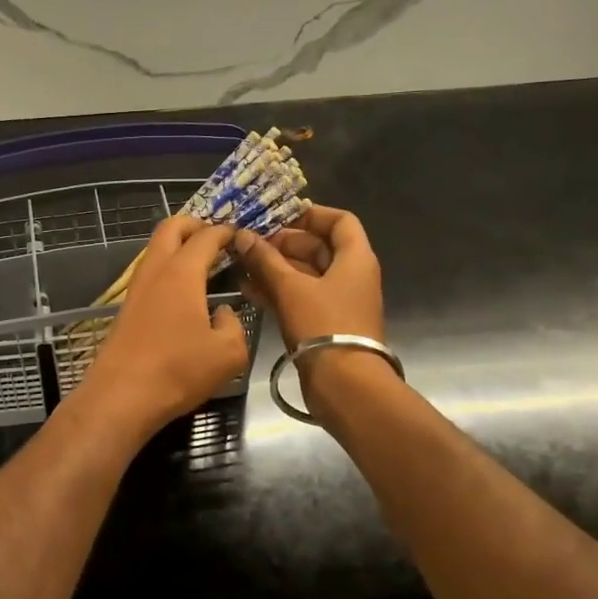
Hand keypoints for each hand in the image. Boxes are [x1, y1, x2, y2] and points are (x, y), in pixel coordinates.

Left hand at [74, 217, 251, 442]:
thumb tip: (224, 314)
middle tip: (216, 239)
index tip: (241, 235)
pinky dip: (168, 271)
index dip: (226, 232)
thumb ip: (235, 325)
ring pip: (155, 251)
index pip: (206, 236)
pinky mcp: (126, 309)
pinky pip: (150, 275)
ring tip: (203, 266)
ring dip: (178, 248)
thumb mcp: (228, 353)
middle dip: (194, 225)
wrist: (121, 397)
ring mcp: (136, 290)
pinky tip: (184, 295)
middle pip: (170, 228)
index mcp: (182, 273)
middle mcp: (156, 272)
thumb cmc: (178, 370)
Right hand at [233, 204, 383, 348]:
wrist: (344, 384)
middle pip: (318, 248)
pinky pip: (300, 298)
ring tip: (242, 265)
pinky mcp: (325, 324)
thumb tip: (243, 236)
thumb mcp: (290, 288)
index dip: (311, 214)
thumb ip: (265, 260)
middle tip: (251, 244)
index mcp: (355, 259)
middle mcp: (351, 276)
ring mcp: (339, 302)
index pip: (340, 221)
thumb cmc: (323, 326)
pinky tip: (249, 290)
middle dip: (283, 244)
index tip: (279, 216)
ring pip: (305, 275)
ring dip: (276, 269)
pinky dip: (279, 291)